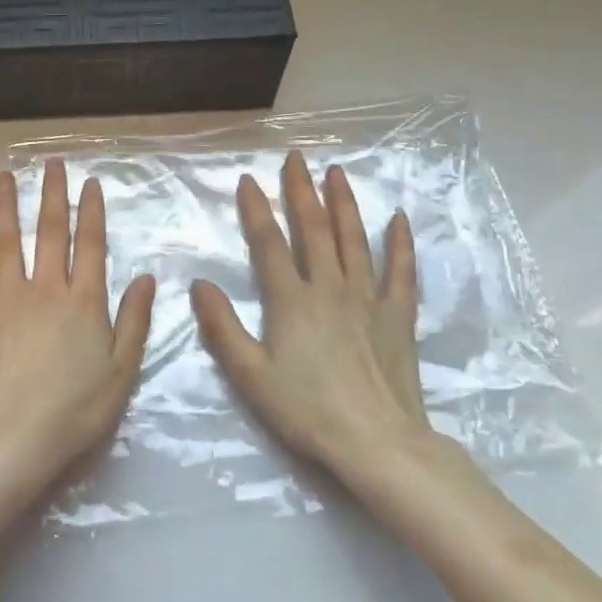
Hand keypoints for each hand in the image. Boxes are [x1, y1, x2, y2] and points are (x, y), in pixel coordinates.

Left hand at [0, 160, 157, 494]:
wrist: (13, 439)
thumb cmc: (76, 411)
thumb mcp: (122, 371)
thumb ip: (134, 321)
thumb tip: (146, 277)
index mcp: (84, 302)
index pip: (91, 245)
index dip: (92, 212)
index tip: (90, 183)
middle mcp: (47, 289)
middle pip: (50, 233)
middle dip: (53, 195)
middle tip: (52, 163)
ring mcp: (8, 299)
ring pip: (7, 242)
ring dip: (6, 206)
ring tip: (5, 176)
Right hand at [191, 152, 467, 483]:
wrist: (377, 443)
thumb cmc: (306, 411)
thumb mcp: (251, 375)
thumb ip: (222, 327)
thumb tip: (200, 284)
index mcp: (291, 301)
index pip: (270, 243)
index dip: (257, 210)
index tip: (248, 179)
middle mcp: (330, 288)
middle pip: (313, 229)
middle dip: (302, 191)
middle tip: (296, 158)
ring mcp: (368, 299)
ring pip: (354, 240)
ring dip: (344, 203)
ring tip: (337, 172)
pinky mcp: (398, 316)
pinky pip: (401, 271)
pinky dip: (400, 243)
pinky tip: (399, 218)